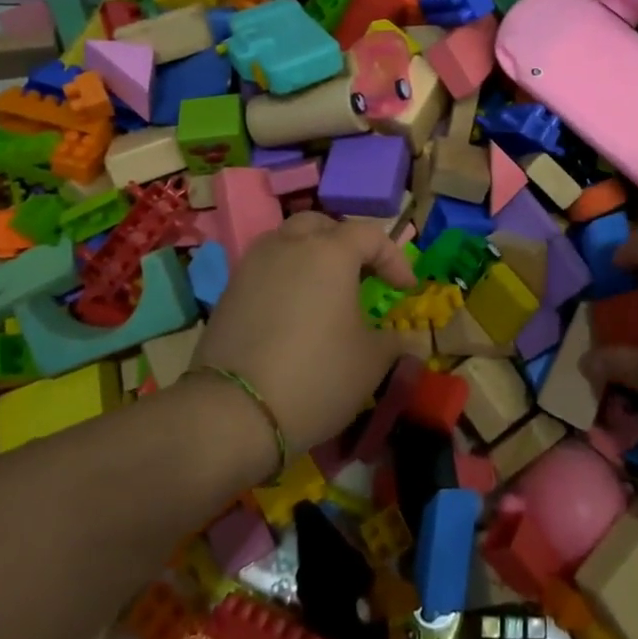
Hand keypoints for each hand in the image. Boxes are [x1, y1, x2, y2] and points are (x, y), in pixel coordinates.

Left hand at [187, 212, 415, 454]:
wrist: (233, 412)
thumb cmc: (317, 376)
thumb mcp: (372, 362)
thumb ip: (395, 342)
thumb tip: (409, 340)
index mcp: (330, 252)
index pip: (369, 235)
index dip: (394, 258)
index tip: (405, 289)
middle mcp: (289, 246)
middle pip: (321, 226)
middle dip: (345, 244)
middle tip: (361, 274)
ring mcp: (252, 266)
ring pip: (287, 242)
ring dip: (310, 256)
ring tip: (324, 290)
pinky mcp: (228, 291)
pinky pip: (265, 269)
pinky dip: (284, 278)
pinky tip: (292, 313)